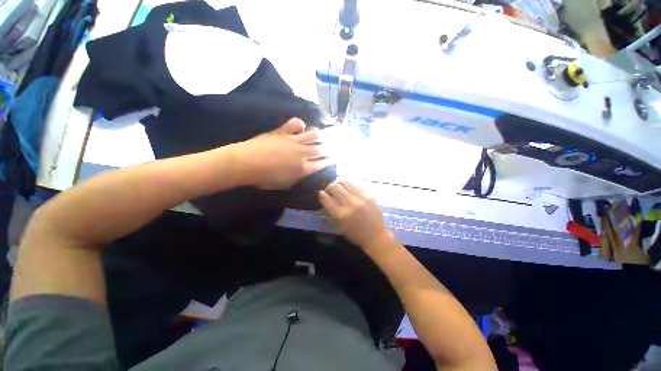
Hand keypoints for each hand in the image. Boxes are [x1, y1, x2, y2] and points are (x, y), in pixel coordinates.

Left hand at [234, 118, 330, 189]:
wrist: (246, 163)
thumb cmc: (265, 178)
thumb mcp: (285, 184)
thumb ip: (299, 177)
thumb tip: (305, 171)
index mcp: (304, 168)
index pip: (322, 163)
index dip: (329, 161)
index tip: (333, 159)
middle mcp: (303, 153)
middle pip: (321, 149)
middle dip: (329, 149)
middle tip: (333, 148)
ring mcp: (294, 140)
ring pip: (314, 135)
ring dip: (321, 136)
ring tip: (323, 137)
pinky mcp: (284, 131)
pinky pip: (296, 123)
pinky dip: (300, 124)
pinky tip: (301, 127)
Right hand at [319, 180, 394, 252]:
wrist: (376, 236)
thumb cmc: (355, 234)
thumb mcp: (339, 225)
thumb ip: (331, 211)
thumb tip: (324, 196)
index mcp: (341, 215)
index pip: (327, 198)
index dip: (321, 194)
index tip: (321, 193)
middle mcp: (351, 204)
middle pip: (335, 186)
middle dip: (329, 186)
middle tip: (330, 190)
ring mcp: (361, 197)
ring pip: (345, 181)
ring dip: (339, 182)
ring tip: (339, 186)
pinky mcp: (369, 194)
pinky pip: (356, 183)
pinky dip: (349, 183)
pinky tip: (349, 187)